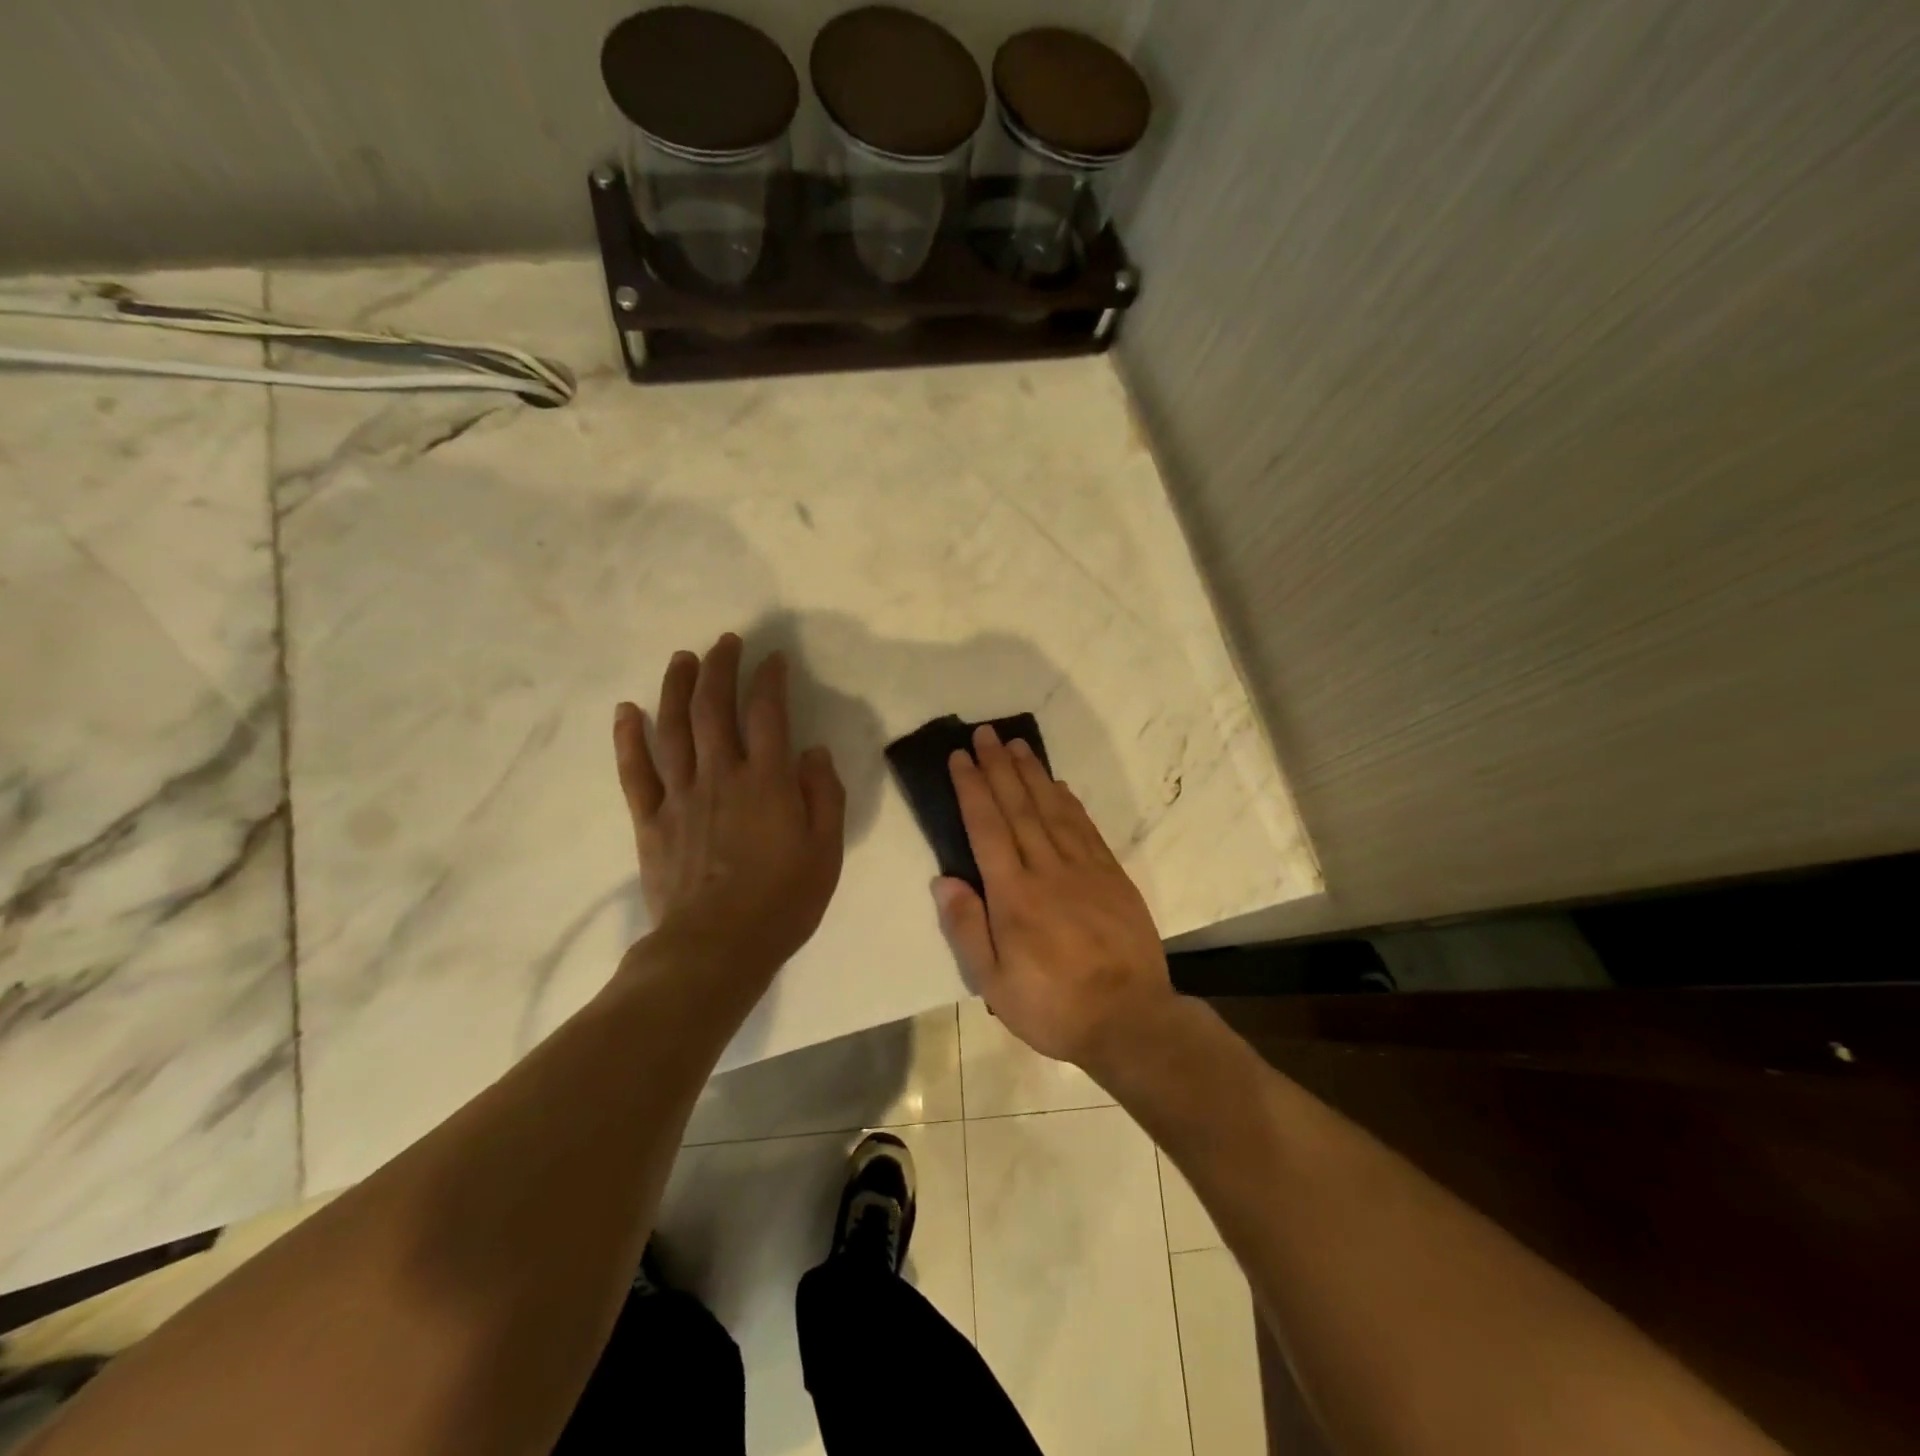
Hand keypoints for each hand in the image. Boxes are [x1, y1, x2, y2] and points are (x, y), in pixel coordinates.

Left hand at [613, 633, 845, 975]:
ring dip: (676, 688)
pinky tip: (627, 711)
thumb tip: (812, 751)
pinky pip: (635, 771)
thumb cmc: (782, 901)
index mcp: (767, 781)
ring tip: (681, 659)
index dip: (770, 680)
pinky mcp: (650, 820)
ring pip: (673, 728)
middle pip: (715, 708)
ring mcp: (680, 795)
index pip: (768, 714)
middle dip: (720, 668)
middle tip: (725, 642)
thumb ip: (823, 795)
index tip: (773, 659)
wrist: (716, 947)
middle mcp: (720, 775)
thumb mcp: (826, 850)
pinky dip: (629, 738)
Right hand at [932, 724, 1175, 1069]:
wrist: (1130, 1019)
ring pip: (1052, 809)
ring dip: (1032, 774)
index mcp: (1014, 895)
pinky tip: (1058, 785)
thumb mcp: (994, 983)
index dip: (972, 789)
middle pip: (1018, 807)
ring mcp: (1084, 869)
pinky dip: (1068, 801)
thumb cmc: (1053, 1006)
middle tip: (984, 733)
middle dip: (998, 767)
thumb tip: (943, 879)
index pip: (987, 828)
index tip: (960, 757)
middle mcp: (1047, 869)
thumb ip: (967, 927)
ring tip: (1016, 745)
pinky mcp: (1112, 876)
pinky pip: (1085, 827)